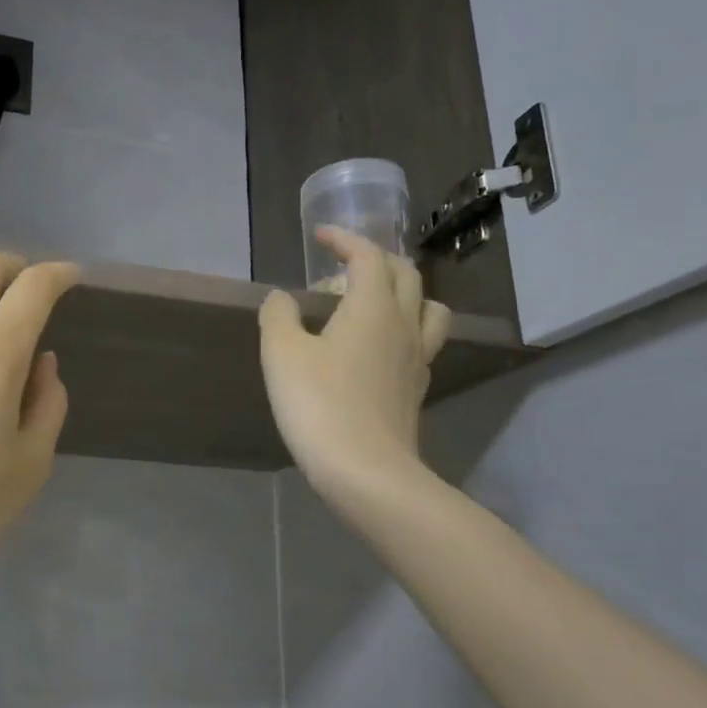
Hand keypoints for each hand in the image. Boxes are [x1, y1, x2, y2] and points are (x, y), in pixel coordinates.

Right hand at [258, 227, 449, 492]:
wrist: (366, 471)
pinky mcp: (417, 389)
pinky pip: (423, 342)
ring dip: (405, 293)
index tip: (321, 236)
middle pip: (405, 274)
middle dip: (376, 259)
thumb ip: (279, 316)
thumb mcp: (282, 355)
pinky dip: (406, 330)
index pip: (368, 255)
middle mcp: (404, 324)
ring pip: (427, 307)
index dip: (345, 239)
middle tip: (343, 268)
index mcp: (372, 307)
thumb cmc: (319, 405)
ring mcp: (418, 358)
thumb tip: (282, 298)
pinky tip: (382, 349)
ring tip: (376, 304)